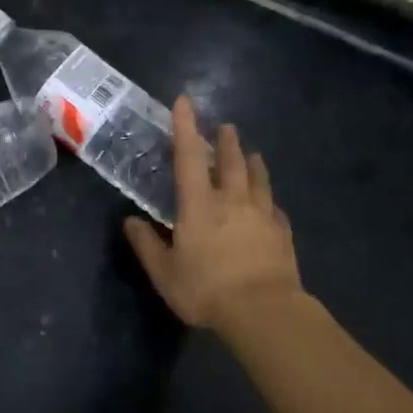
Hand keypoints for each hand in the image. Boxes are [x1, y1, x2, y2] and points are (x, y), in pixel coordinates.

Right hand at [124, 97, 305, 331]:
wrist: (264, 312)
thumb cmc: (206, 289)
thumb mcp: (164, 272)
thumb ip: (146, 245)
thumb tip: (130, 222)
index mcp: (199, 204)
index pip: (189, 156)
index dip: (185, 126)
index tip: (184, 101)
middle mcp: (232, 201)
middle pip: (230, 161)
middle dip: (226, 141)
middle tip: (225, 126)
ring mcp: (261, 215)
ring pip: (258, 179)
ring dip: (253, 163)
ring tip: (253, 153)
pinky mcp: (282, 234)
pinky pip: (275, 209)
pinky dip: (269, 200)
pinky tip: (271, 203)